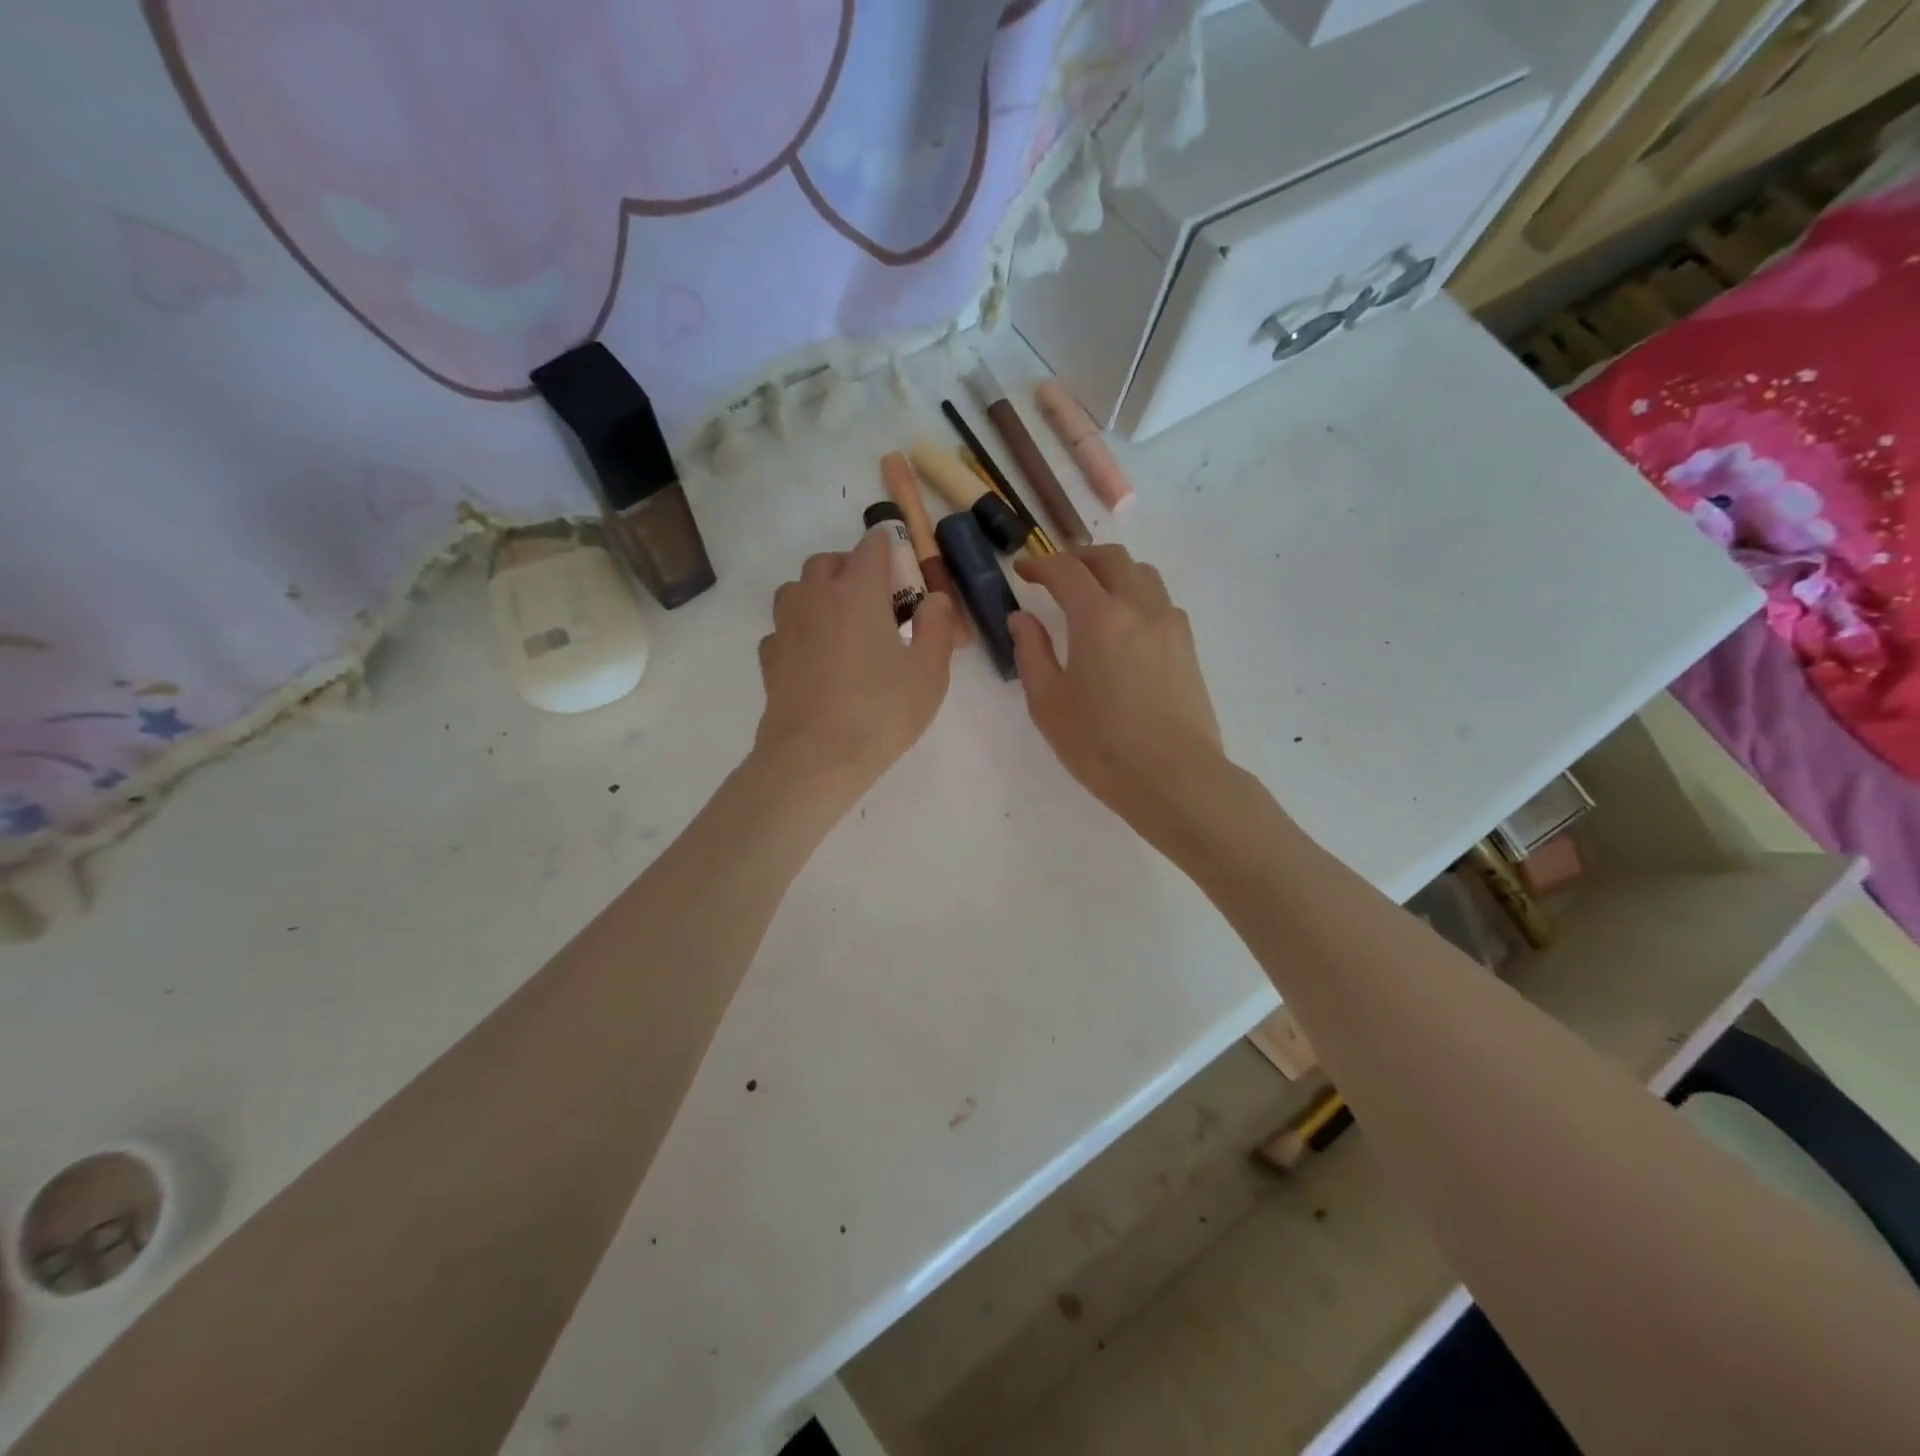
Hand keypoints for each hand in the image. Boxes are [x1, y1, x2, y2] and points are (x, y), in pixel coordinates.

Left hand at [754, 528, 957, 798]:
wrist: (815, 759)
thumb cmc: (881, 712)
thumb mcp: (930, 671)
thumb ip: (937, 626)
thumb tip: (933, 600)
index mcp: (857, 590)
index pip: (873, 545)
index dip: (892, 552)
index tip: (907, 579)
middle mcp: (815, 596)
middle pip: (829, 562)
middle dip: (853, 570)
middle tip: (879, 605)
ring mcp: (786, 626)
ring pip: (798, 589)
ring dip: (819, 595)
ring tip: (843, 627)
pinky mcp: (769, 657)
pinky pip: (784, 628)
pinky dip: (800, 631)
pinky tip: (816, 659)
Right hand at [1009, 546, 1225, 826]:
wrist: (1175, 778)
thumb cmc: (1101, 745)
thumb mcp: (1048, 704)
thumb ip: (1031, 653)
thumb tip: (1022, 619)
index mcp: (1099, 618)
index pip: (1066, 570)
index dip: (1039, 564)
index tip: (1022, 571)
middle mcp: (1139, 608)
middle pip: (1111, 559)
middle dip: (1078, 558)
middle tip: (1055, 576)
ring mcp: (1170, 625)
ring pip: (1142, 574)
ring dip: (1112, 573)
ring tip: (1092, 595)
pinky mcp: (1187, 647)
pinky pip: (1160, 601)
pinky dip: (1136, 596)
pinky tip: (1124, 627)